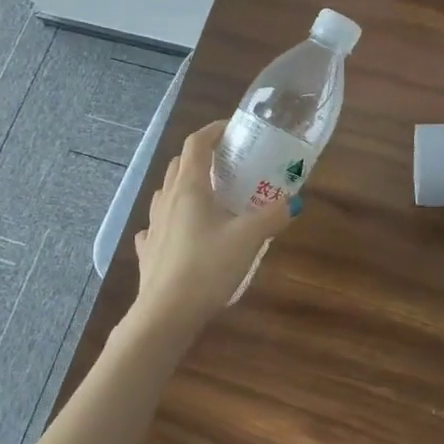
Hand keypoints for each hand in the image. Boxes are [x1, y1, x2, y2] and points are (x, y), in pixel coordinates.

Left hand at [132, 121, 297, 325]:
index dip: (213, 130)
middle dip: (201, 156)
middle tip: (227, 163)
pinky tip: (181, 232)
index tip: (232, 128)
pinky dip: (169, 220)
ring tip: (208, 196)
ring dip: (184, 185)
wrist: (166, 314)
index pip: (196, 144)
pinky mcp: (148, 251)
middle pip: (179, 164)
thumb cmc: (207, 267)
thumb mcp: (248, 238)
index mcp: (190, 188)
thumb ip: (273, 216)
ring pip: (166, 192)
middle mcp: (167, 200)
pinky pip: (156, 226)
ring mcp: (153, 225)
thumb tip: (295, 201)